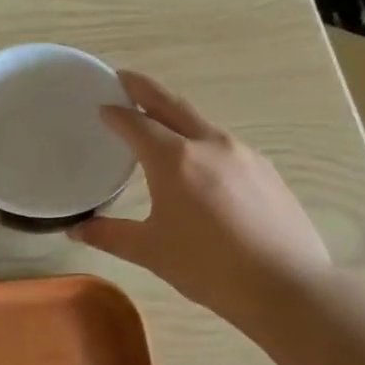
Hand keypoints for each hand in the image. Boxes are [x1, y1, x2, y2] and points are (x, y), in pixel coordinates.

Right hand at [73, 72, 328, 318]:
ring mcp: (243, 154)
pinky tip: (201, 163)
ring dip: (175, 114)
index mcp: (174, 159)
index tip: (102, 108)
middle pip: (171, 104)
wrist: (287, 286)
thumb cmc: (209, 267)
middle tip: (124, 78)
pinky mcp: (266, 170)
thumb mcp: (152, 252)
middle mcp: (209, 144)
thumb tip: (76, 230)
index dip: (115, 113)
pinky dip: (202, 140)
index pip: (136, 123)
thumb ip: (110, 235)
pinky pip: (224, 144)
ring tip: (159, 120)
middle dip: (144, 88)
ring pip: (201, 122)